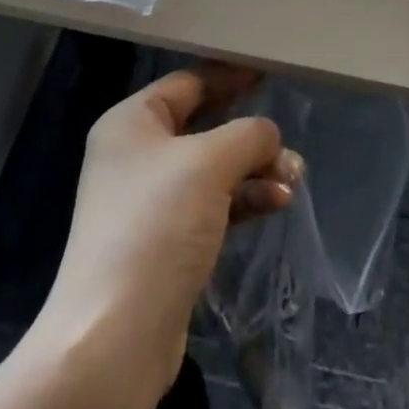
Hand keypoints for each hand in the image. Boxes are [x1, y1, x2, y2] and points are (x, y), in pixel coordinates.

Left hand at [40, 65, 301, 391]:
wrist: (114, 338)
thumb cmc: (157, 227)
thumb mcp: (208, 164)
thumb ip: (247, 135)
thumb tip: (268, 134)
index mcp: (131, 122)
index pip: (187, 82)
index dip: (229, 75)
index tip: (269, 71)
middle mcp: (135, 155)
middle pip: (203, 126)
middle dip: (249, 133)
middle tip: (288, 136)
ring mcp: (149, 202)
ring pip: (213, 169)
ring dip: (254, 169)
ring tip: (294, 177)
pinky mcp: (166, 242)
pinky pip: (213, 205)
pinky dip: (244, 200)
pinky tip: (277, 203)